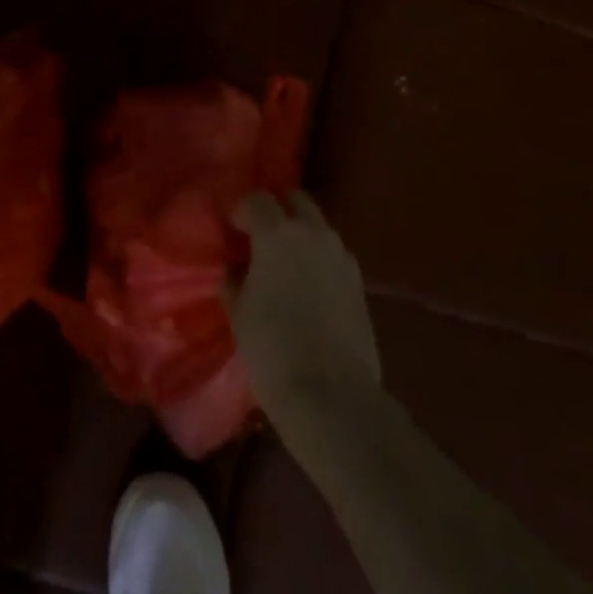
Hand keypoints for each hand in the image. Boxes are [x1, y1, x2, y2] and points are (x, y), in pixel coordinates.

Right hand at [229, 191, 381, 419]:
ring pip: (318, 226)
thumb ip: (235, 280)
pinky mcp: (359, 281)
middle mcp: (313, 233)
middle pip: (296, 199)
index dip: (242, 209)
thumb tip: (236, 269)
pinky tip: (308, 286)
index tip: (233, 230)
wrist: (331, 395)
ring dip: (301, 233)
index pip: (257, 198)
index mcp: (277, 233)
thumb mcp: (239, 312)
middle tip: (261, 235)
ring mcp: (341, 255)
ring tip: (286, 263)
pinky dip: (319, 258)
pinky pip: (333, 254)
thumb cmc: (272, 348)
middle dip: (278, 209)